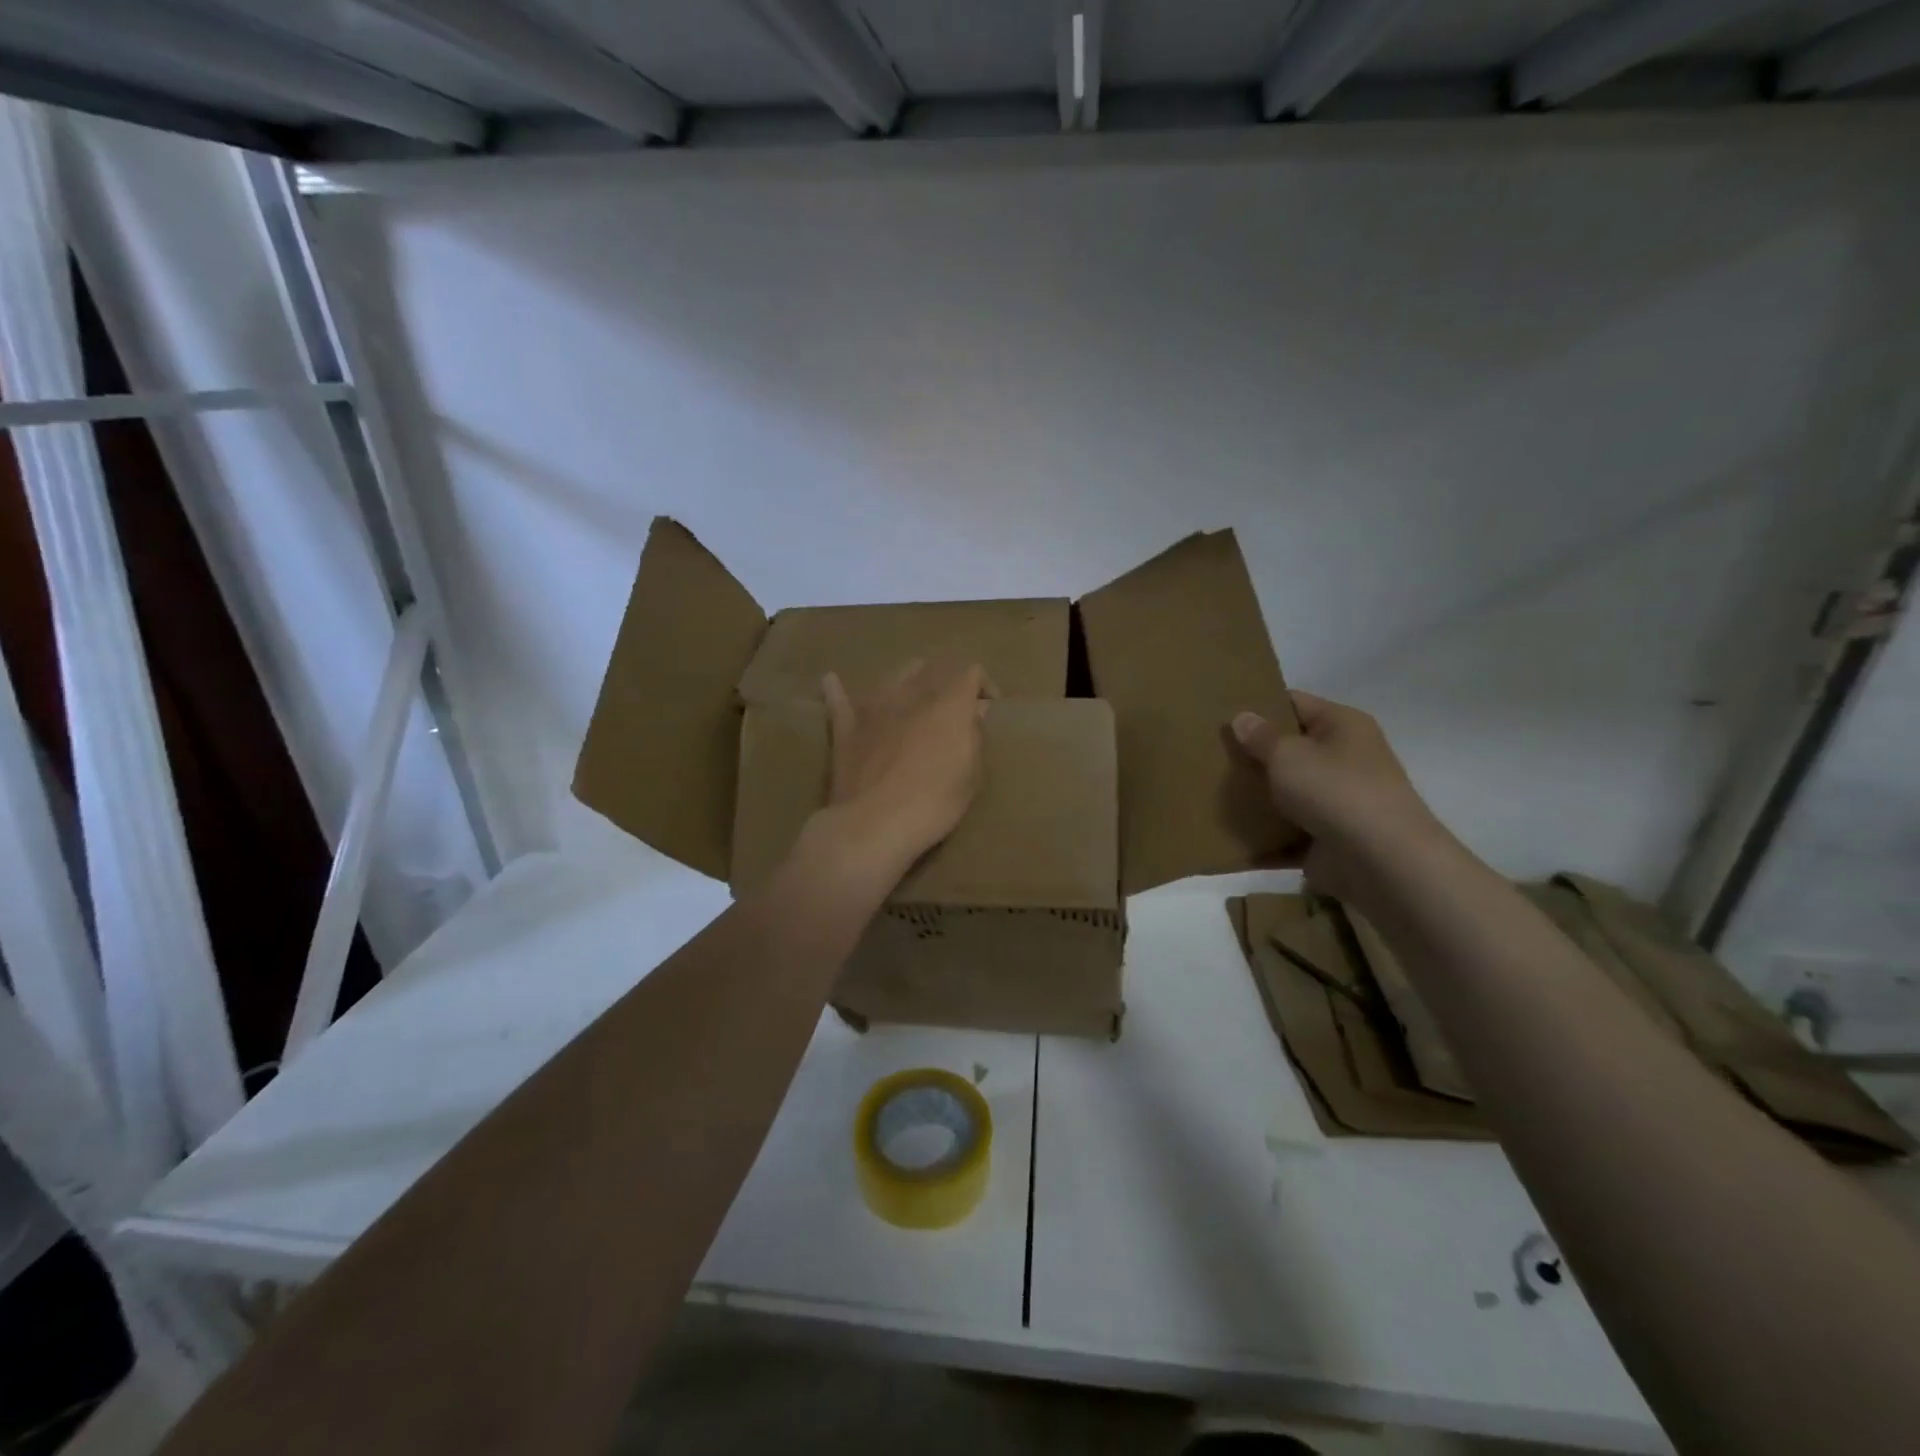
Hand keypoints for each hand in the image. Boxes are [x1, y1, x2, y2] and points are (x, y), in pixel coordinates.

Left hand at [808, 659, 993, 884]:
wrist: (874, 823)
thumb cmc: (934, 803)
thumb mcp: (971, 776)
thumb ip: (974, 737)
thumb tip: (975, 712)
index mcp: (948, 703)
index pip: (971, 672)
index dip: (983, 686)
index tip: (988, 708)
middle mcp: (911, 692)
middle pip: (933, 667)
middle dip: (948, 682)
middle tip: (954, 709)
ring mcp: (874, 705)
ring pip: (894, 674)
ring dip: (908, 681)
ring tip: (913, 699)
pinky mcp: (845, 726)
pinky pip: (839, 698)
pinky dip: (838, 689)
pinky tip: (832, 681)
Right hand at [1231, 691, 1449, 905]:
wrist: (1380, 861)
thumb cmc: (1334, 791)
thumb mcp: (1288, 755)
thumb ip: (1261, 736)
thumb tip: (1242, 717)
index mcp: (1343, 725)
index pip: (1295, 703)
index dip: (1259, 706)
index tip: (1221, 715)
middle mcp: (1346, 757)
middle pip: (1292, 748)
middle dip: (1255, 753)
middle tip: (1211, 754)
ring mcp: (1340, 799)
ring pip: (1289, 790)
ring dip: (1258, 794)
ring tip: (1214, 791)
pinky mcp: (1331, 836)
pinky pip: (1290, 829)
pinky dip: (1266, 833)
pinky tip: (1231, 833)